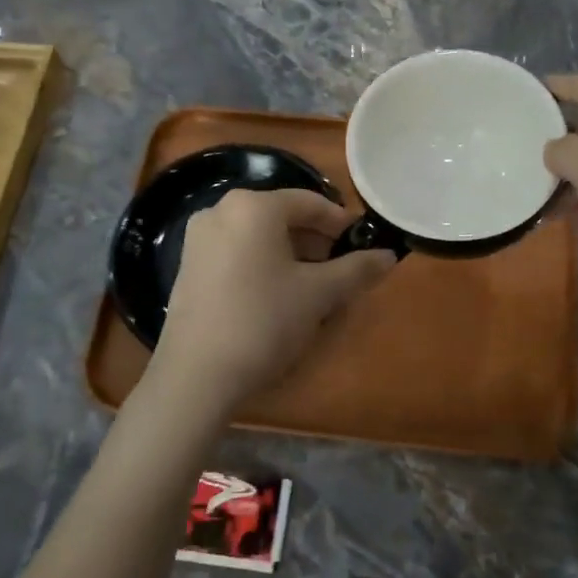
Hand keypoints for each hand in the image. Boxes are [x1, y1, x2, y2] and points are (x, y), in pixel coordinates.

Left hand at [146, 189, 395, 416]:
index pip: (310, 202)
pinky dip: (263, 264)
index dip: (342, 223)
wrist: (197, 375)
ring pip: (260, 236)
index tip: (363, 246)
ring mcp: (199, 238)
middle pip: (283, 216)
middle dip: (316, 241)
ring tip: (313, 287)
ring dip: (291, 254)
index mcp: (254, 206)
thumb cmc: (264, 321)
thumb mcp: (319, 294)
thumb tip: (389, 256)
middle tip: (341, 271)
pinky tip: (277, 296)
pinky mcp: (188, 266)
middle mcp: (221, 210)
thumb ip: (357, 269)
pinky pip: (237, 252)